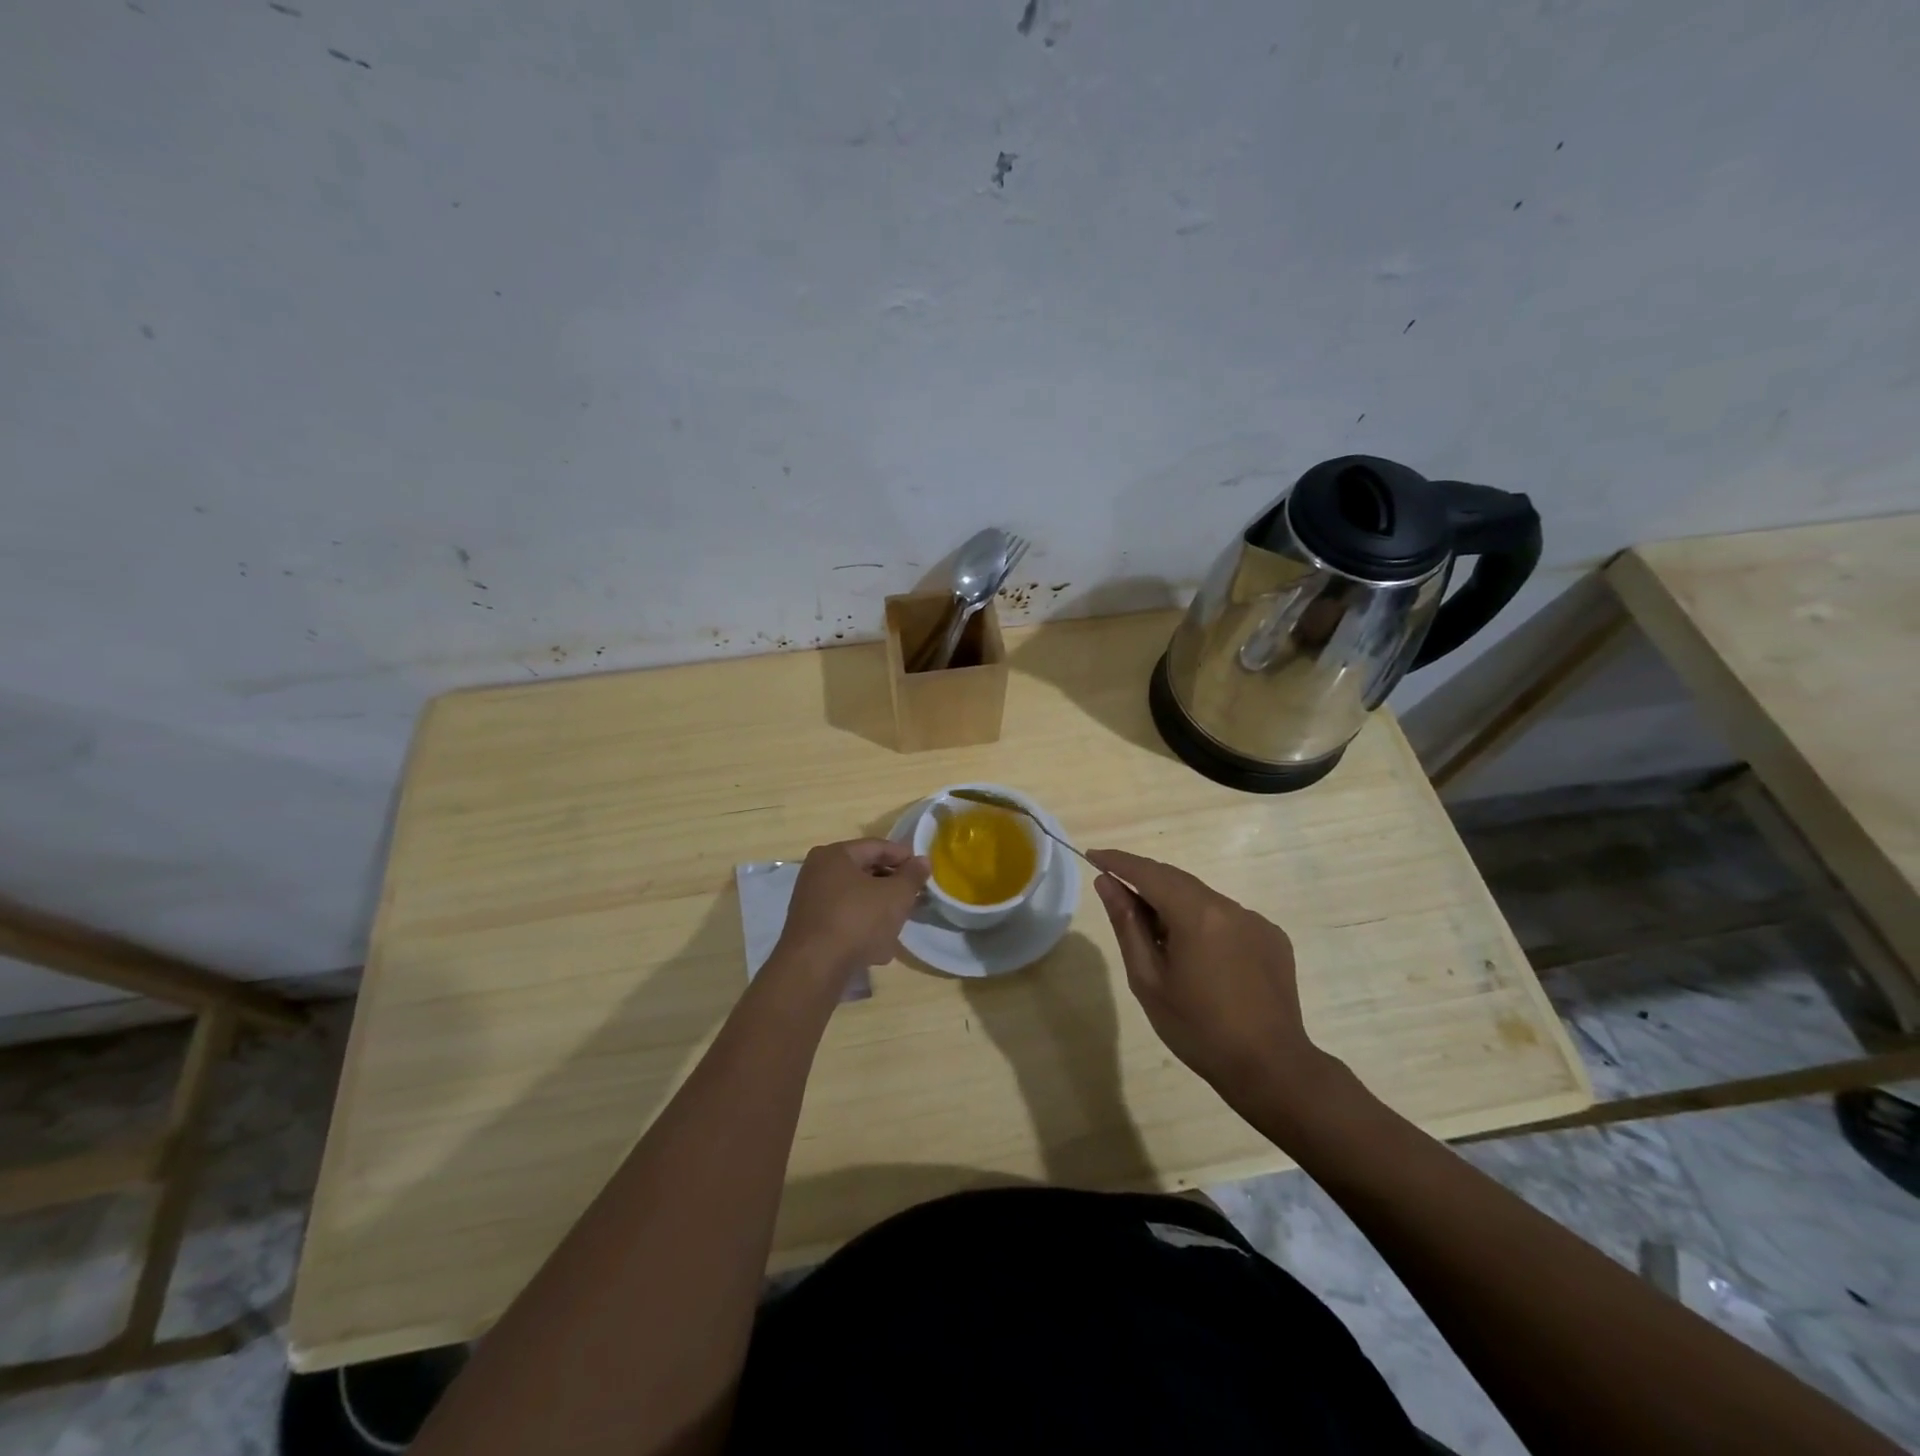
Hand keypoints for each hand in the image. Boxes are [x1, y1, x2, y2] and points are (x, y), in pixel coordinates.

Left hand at [774, 839, 929, 983]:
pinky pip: (844, 918)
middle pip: (865, 872)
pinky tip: (879, 946)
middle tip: (915, 897)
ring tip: (900, 922)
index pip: (877, 847)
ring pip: (856, 897)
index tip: (924, 871)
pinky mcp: (810, 928)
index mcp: (835, 855)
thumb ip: (912, 875)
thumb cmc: (858, 920)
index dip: (904, 857)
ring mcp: (810, 901)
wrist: (814, 968)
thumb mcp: (896, 895)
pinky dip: (863, 926)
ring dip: (880, 908)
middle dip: (892, 885)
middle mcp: (817, 872)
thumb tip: (922, 861)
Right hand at [1086, 848, 1327, 1105]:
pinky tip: (1199, 958)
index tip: (1093, 856)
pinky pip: (1228, 918)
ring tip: (1157, 939)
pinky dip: (1203, 923)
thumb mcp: (1149, 980)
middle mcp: (1229, 907)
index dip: (1119, 862)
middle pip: (1177, 881)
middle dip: (1144, 882)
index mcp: (1197, 915)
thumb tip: (1107, 883)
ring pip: (1203, 899)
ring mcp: (1256, 921)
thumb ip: (1127, 925)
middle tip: (1116, 895)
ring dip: (1175, 906)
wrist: (1271, 1068)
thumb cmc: (1198, 1029)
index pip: (1149, 873)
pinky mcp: (1272, 938)